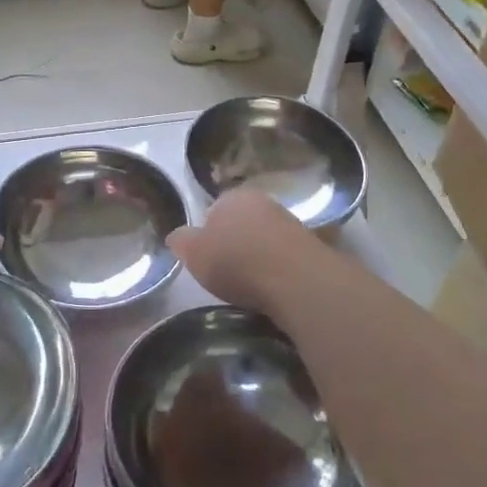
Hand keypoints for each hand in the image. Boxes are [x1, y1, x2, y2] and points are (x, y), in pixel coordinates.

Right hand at [167, 187, 321, 319]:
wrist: (296, 280)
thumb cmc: (237, 261)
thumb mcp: (195, 254)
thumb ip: (182, 242)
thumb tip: (175, 236)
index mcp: (232, 197)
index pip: (214, 209)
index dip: (207, 233)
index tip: (206, 257)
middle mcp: (263, 202)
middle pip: (242, 222)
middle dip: (235, 242)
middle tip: (226, 272)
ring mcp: (290, 223)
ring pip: (265, 238)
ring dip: (258, 256)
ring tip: (250, 286)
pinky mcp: (311, 247)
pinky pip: (284, 256)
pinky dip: (277, 269)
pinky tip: (272, 289)